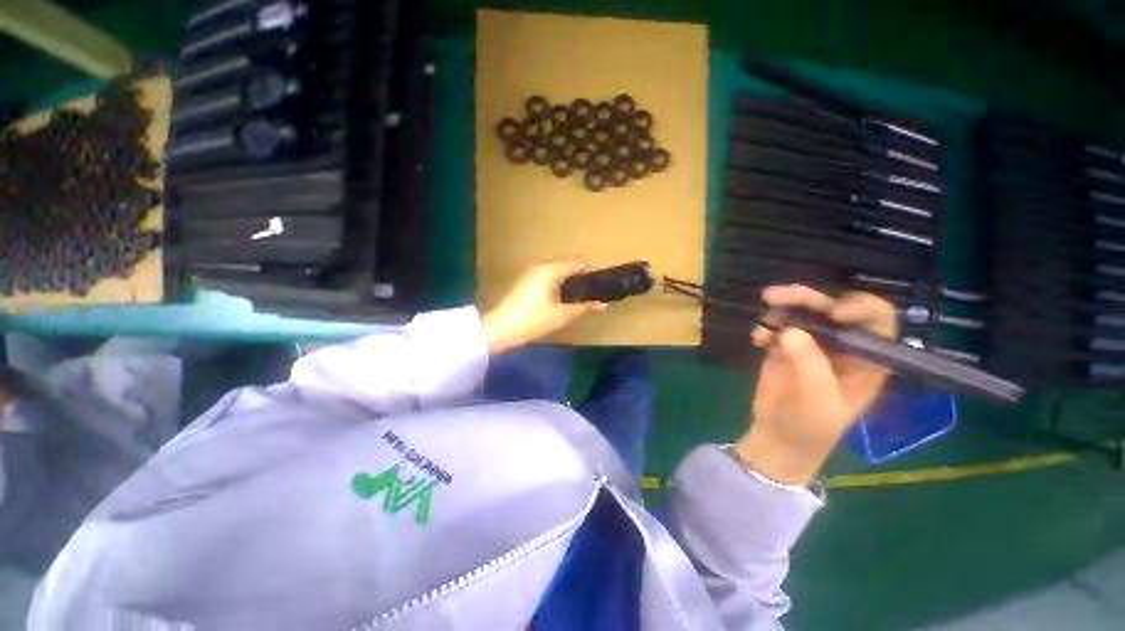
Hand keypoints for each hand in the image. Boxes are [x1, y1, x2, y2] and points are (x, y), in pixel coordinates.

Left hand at [482, 260, 606, 353]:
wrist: (500, 328)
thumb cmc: (533, 320)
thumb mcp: (562, 315)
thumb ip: (584, 307)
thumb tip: (604, 305)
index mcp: (551, 269)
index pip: (578, 263)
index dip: (591, 275)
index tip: (598, 289)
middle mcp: (541, 266)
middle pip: (567, 266)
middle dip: (579, 280)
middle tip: (588, 298)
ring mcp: (531, 273)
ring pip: (557, 273)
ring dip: (568, 284)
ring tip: (575, 302)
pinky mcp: (525, 282)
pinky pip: (547, 278)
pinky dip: (556, 286)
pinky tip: (558, 302)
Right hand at [734, 285, 896, 485]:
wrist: (781, 435)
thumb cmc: (812, 424)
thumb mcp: (818, 400)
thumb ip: (810, 365)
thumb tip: (789, 331)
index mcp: (866, 357)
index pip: (877, 319)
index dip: (861, 306)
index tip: (834, 312)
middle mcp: (842, 344)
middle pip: (830, 307)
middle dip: (805, 298)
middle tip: (772, 297)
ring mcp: (811, 343)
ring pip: (801, 311)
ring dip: (780, 308)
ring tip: (762, 321)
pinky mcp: (784, 346)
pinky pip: (776, 326)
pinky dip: (765, 327)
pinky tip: (756, 340)